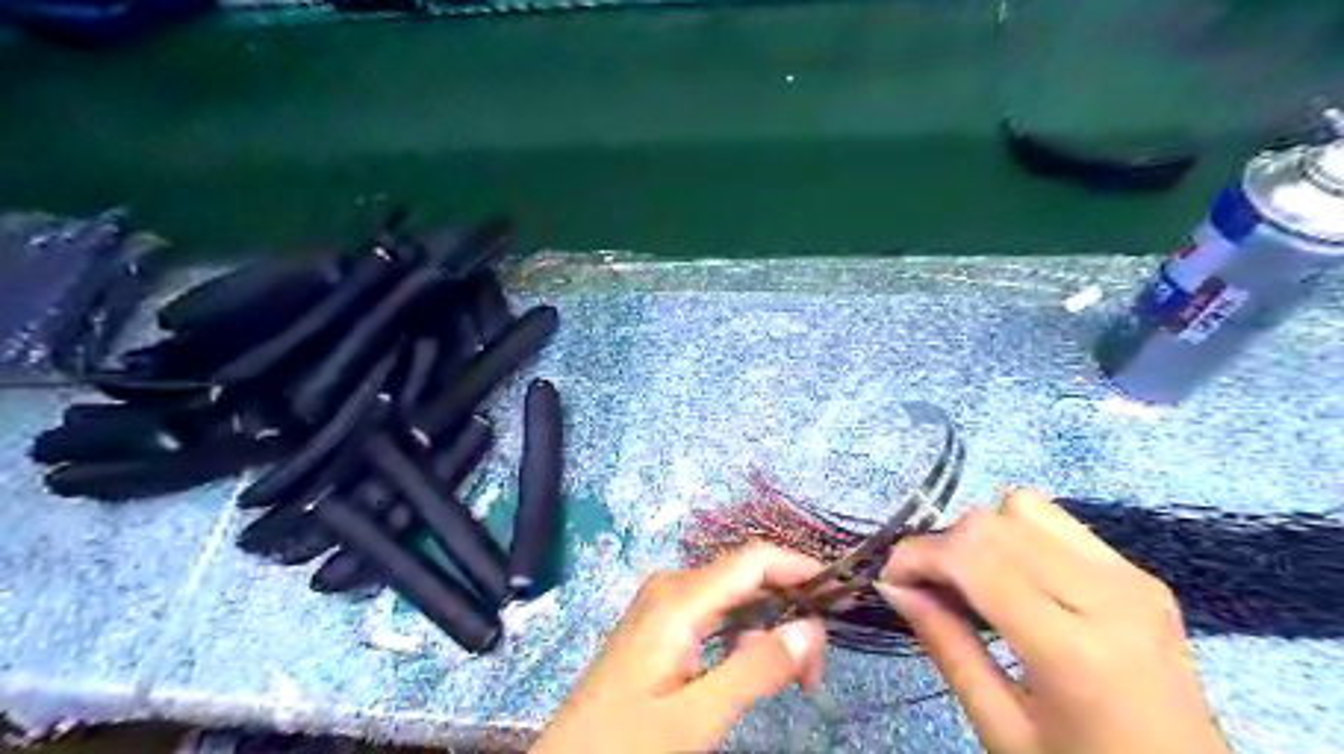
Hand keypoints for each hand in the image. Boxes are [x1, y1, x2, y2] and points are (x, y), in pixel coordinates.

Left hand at [531, 545, 823, 753]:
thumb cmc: (627, 741)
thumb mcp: (696, 718)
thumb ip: (755, 670)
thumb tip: (810, 630)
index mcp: (679, 599)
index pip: (752, 560)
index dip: (799, 567)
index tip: (839, 596)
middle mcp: (673, 587)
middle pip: (746, 576)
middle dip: (789, 607)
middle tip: (815, 667)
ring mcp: (665, 602)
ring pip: (734, 595)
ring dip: (770, 626)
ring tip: (794, 676)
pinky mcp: (662, 621)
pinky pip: (716, 612)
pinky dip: (745, 634)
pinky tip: (753, 667)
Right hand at [885, 488, 1225, 753]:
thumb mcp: (1002, 728)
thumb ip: (946, 646)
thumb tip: (893, 586)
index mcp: (1073, 651)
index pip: (972, 557)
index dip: (916, 555)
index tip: (891, 581)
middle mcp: (1108, 597)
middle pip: (993, 522)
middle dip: (942, 544)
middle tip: (928, 588)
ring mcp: (1131, 578)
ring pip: (1024, 506)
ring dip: (982, 534)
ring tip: (973, 580)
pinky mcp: (1140, 574)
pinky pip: (1057, 521)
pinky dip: (1017, 535)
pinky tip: (1015, 579)